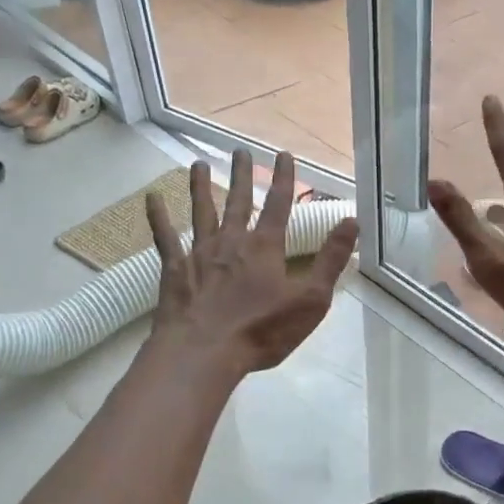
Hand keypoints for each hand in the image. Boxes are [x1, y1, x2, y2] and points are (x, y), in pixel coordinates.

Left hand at [145, 150, 358, 375]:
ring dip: (201, 187)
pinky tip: (152, 199)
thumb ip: (331, 259)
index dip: (284, 178)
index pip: (279, 204)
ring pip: (202, 212)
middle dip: (243, 175)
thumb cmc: (262, 330)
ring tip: (198, 165)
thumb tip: (352, 221)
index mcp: (266, 247)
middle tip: (239, 150)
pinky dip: (158, 217)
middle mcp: (232, 241)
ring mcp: (200, 253)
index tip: (283, 155)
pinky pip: (165, 238)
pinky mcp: (174, 270)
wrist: (203, 353)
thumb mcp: (311, 299)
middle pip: (239, 201)